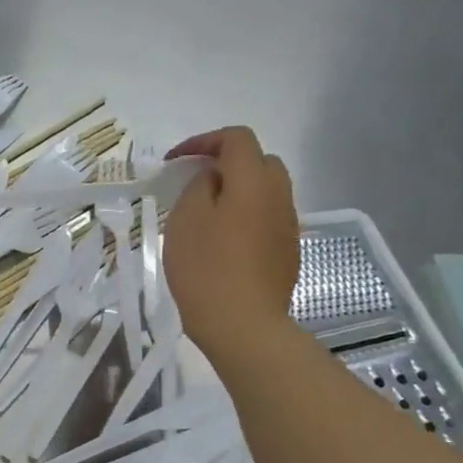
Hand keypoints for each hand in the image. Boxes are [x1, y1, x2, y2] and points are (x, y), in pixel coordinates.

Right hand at [162, 126, 299, 357]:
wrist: (242, 324)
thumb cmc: (205, 267)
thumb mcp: (186, 218)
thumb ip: (200, 186)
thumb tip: (214, 177)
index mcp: (253, 182)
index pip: (237, 139)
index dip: (204, 140)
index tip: (175, 160)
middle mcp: (279, 196)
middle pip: (260, 161)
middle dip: (227, 162)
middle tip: (195, 181)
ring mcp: (288, 225)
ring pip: (266, 191)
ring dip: (238, 190)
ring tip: (207, 211)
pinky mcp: (287, 251)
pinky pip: (267, 218)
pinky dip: (246, 215)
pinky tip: (224, 241)